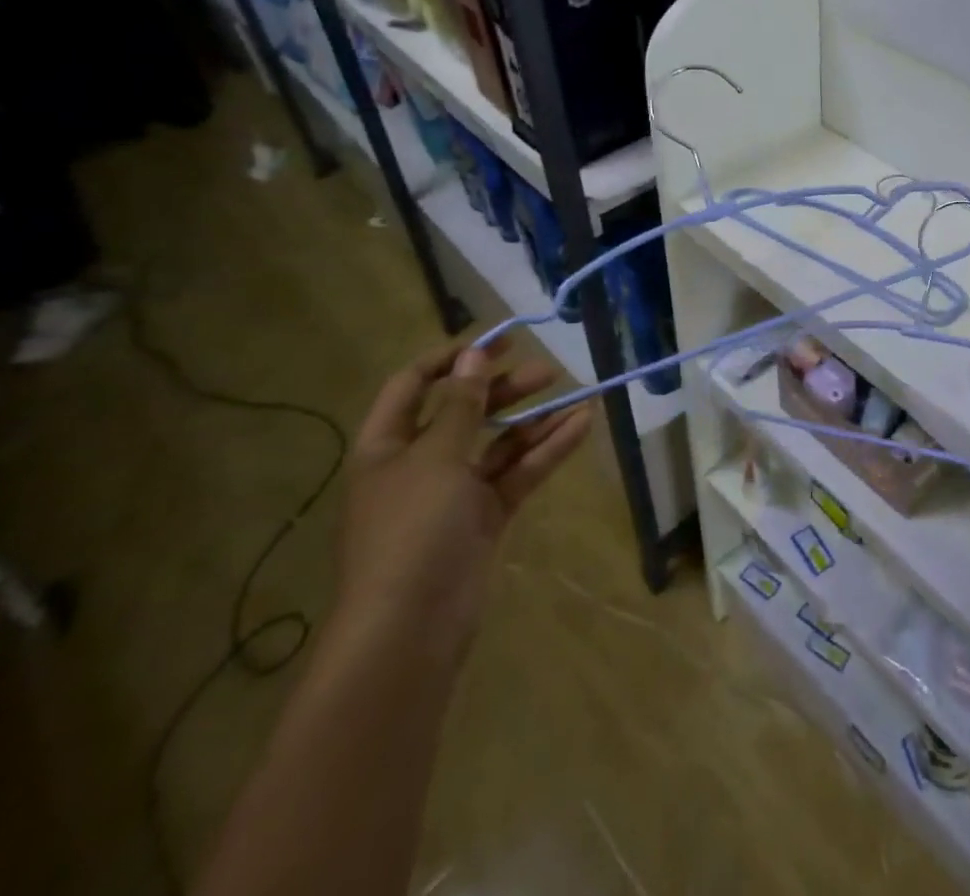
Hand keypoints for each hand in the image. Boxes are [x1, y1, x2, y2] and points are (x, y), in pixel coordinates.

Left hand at [335, 337, 592, 661]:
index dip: (450, 359)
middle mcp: (419, 464)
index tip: (496, 342)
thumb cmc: (412, 530)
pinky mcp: (485, 516)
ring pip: (499, 443)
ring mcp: (455, 492)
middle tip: (547, 371)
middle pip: (465, 411)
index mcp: (387, 446)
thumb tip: (475, 355)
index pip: (413, 386)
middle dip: (504, 388)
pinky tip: (581, 426)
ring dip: (535, 419)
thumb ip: (462, 405)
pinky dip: (547, 450)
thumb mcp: (436, 458)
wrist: (411, 628)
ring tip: (577, 395)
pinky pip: (518, 472)